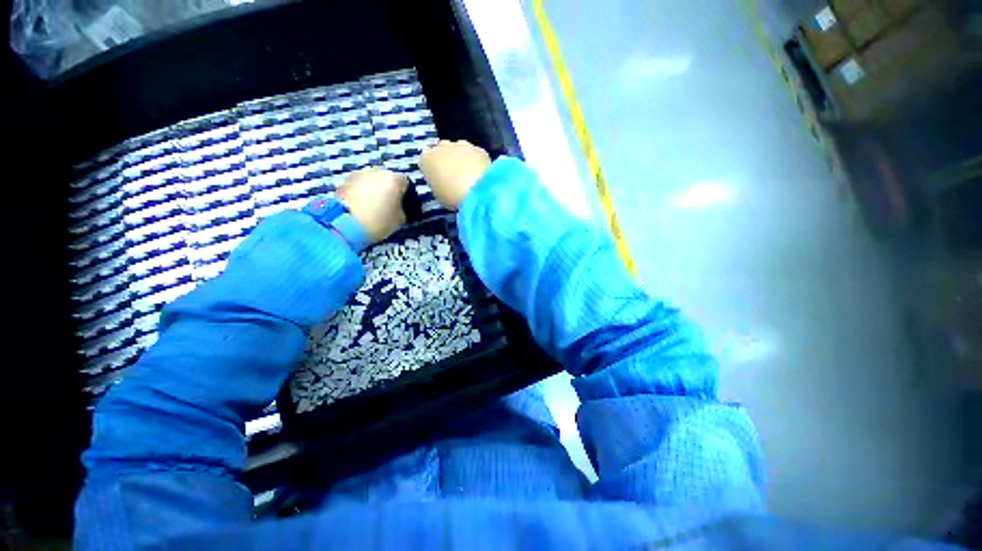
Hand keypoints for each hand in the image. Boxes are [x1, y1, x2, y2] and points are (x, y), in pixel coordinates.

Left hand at [336, 169, 408, 243]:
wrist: (346, 224)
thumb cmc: (379, 221)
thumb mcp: (400, 219)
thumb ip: (401, 209)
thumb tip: (398, 207)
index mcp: (393, 179)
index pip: (404, 182)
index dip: (404, 193)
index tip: (402, 204)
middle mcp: (375, 172)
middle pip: (385, 179)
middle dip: (387, 189)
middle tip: (386, 205)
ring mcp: (357, 175)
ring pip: (370, 181)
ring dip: (372, 190)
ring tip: (371, 207)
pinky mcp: (343, 182)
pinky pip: (357, 187)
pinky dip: (359, 194)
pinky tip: (359, 208)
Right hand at [419, 140, 490, 209]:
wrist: (477, 190)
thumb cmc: (451, 196)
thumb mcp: (438, 196)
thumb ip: (438, 185)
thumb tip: (443, 185)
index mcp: (426, 159)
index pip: (425, 161)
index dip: (433, 171)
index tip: (439, 181)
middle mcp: (441, 147)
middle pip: (442, 151)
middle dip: (447, 161)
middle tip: (454, 178)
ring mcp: (461, 145)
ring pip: (459, 149)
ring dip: (462, 159)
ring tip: (469, 177)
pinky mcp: (478, 148)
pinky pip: (475, 154)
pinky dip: (477, 162)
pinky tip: (481, 175)